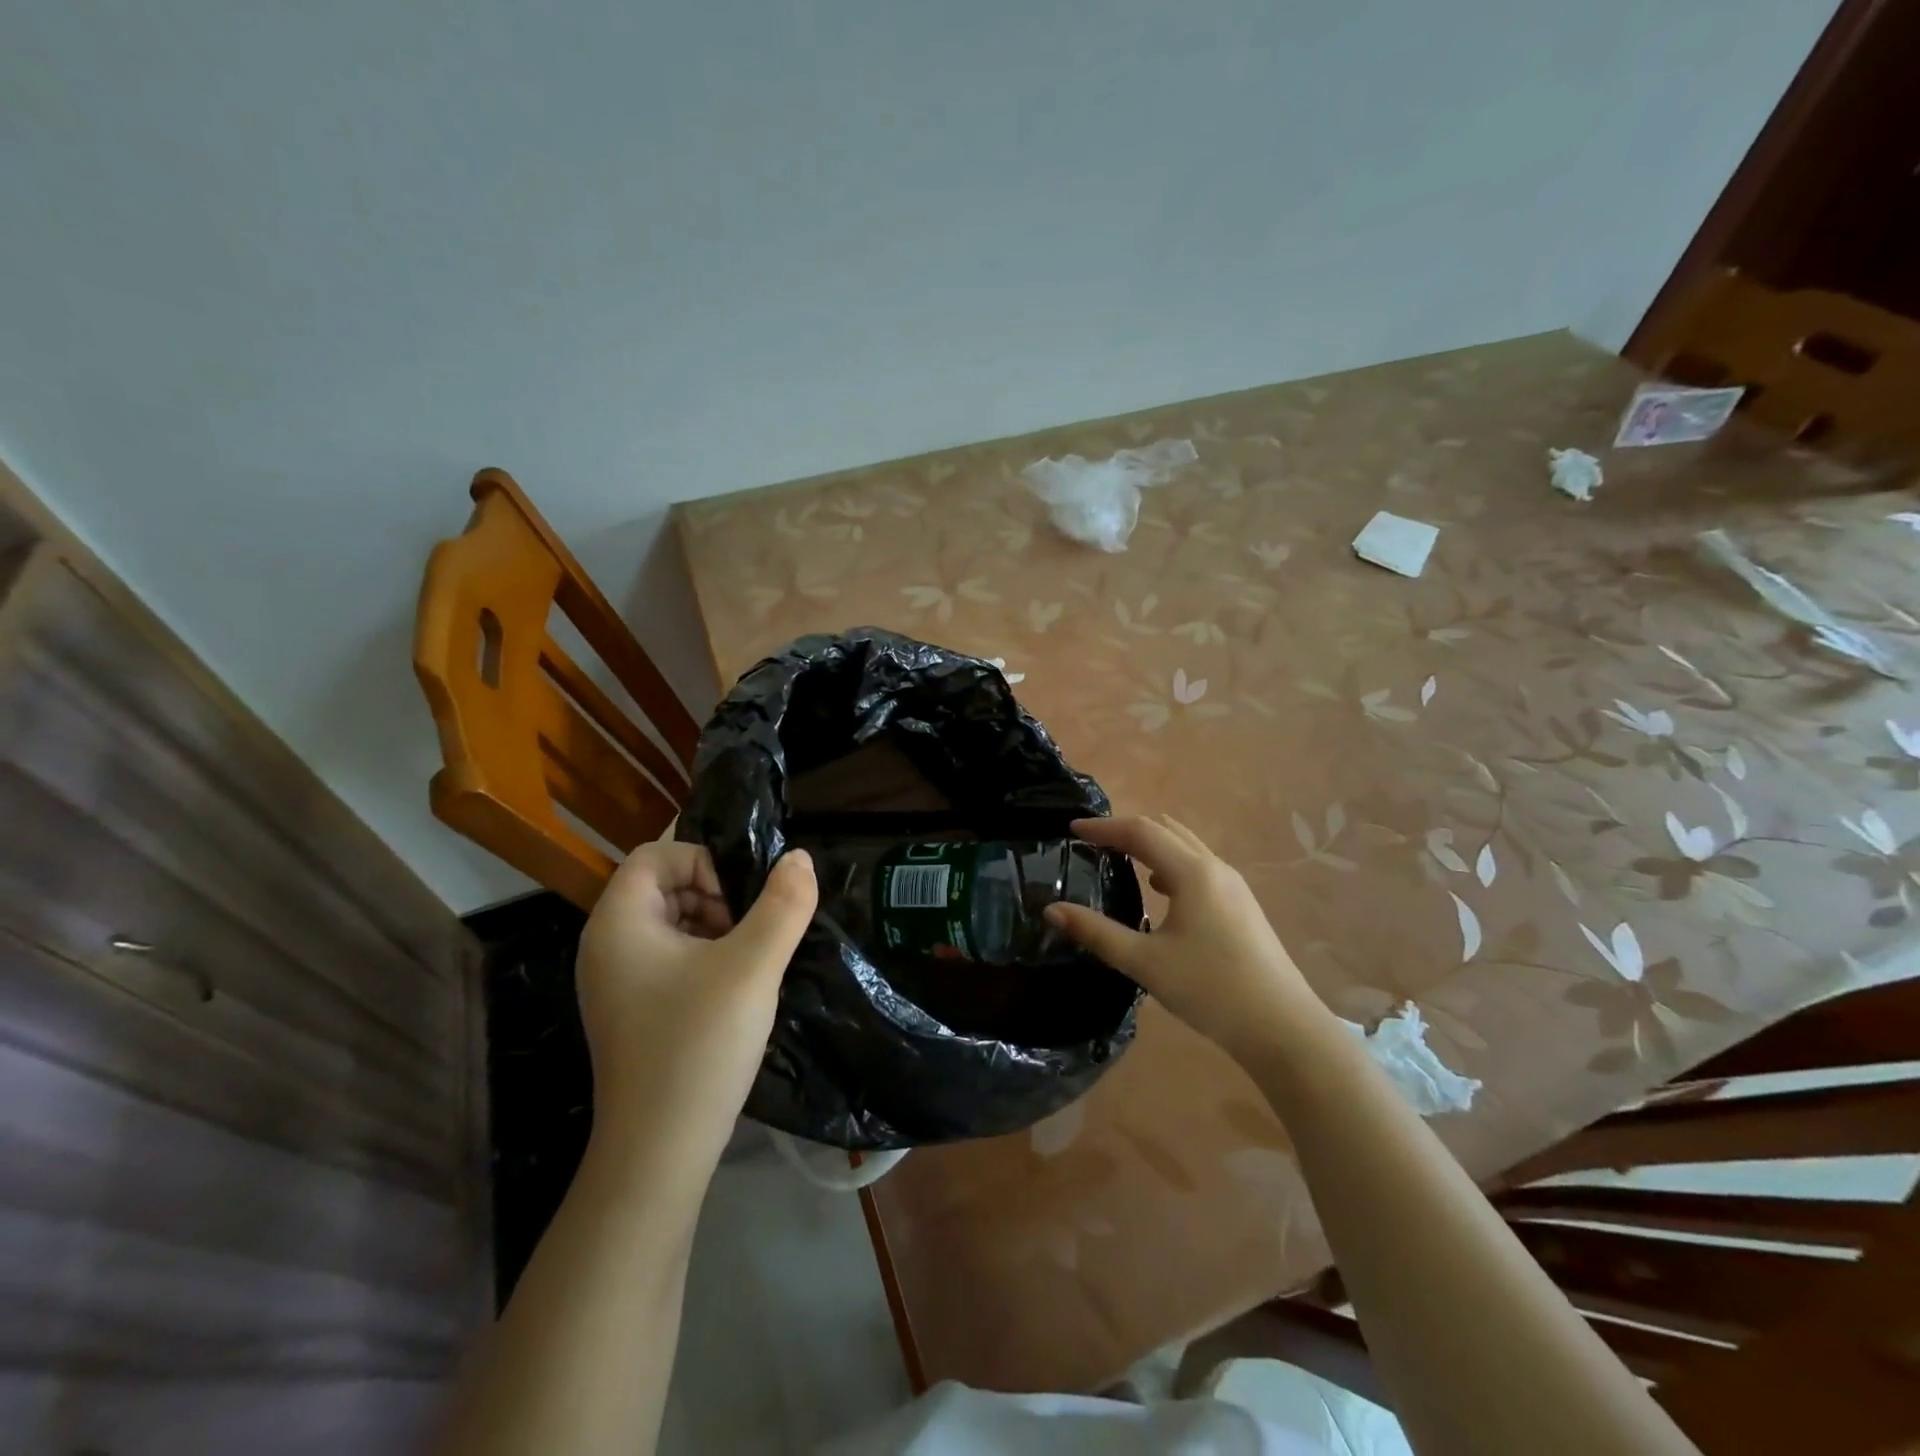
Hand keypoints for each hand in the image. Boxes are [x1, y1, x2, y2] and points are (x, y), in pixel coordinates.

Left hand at [575, 841, 816, 1168]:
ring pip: (671, 922)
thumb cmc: (699, 1045)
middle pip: (663, 885)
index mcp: (619, 923)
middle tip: (751, 931)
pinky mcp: (633, 1010)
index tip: (741, 900)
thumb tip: (798, 857)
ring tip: (749, 961)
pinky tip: (735, 989)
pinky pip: (670, 957)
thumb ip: (783, 905)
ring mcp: (616, 982)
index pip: (656, 855)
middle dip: (714, 895)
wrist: (659, 1152)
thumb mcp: (753, 966)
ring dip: (715, 926)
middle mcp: (607, 945)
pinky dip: (705, 957)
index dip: (703, 862)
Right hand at [1045, 815, 1328, 1059]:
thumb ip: (1096, 932)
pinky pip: (1199, 867)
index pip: (1141, 831)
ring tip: (1120, 859)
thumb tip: (1051, 910)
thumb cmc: (1210, 990)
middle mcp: (1215, 868)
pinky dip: (1171, 863)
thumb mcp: (1145, 962)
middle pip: (1165, 830)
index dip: (1104, 827)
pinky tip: (1160, 891)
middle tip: (1093, 842)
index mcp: (1192, 872)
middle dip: (1127, 830)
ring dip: (1151, 845)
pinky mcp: (1242, 905)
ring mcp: (1234, 886)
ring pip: (1186, 847)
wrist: (1283, 1028)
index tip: (1073, 830)